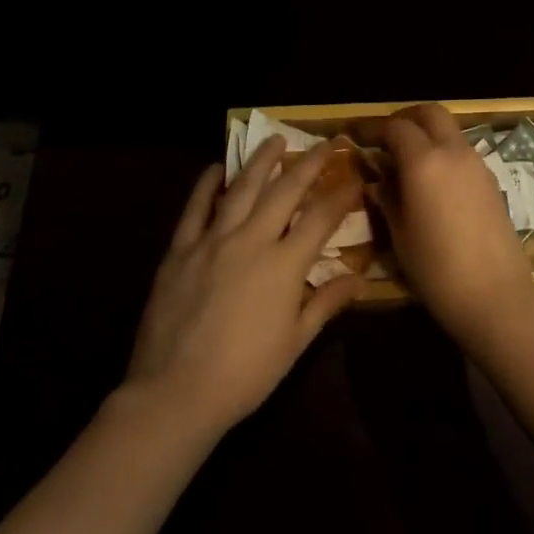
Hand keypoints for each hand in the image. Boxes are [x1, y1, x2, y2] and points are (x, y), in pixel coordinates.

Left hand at [124, 138, 362, 439]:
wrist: (174, 394)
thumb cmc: (244, 375)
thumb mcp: (294, 343)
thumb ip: (326, 303)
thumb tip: (358, 277)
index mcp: (284, 264)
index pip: (321, 217)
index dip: (342, 194)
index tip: (355, 176)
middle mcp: (251, 240)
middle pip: (286, 190)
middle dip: (309, 163)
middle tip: (324, 142)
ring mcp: (212, 241)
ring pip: (242, 188)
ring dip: (262, 161)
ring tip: (275, 139)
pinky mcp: (180, 250)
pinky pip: (195, 208)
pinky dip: (207, 185)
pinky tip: (217, 168)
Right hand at [366, 105, 533, 344]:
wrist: (496, 294)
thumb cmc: (437, 269)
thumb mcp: (400, 235)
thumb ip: (387, 198)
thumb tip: (377, 180)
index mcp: (424, 161)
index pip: (396, 126)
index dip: (374, 128)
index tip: (357, 135)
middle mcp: (453, 151)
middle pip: (430, 113)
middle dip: (406, 118)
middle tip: (386, 137)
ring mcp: (477, 163)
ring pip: (449, 129)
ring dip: (427, 133)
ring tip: (407, 160)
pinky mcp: (491, 179)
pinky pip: (462, 150)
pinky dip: (444, 151)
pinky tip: (433, 179)